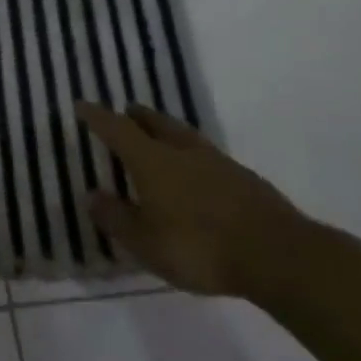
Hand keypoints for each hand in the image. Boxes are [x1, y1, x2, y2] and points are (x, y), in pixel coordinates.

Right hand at [75, 101, 304, 296]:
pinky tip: (195, 170)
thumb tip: (91, 195)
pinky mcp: (244, 179)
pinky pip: (207, 155)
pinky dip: (191, 153)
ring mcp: (218, 163)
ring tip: (158, 133)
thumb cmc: (199, 247)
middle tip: (126, 111)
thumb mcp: (145, 242)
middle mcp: (183, 153)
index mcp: (152, 161)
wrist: (277, 255)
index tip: (83, 105)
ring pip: (185, 136)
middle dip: (138, 116)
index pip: (118, 130)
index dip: (98, 117)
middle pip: (156, 123)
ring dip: (167, 130)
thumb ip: (116, 218)